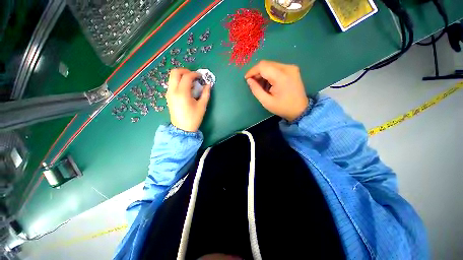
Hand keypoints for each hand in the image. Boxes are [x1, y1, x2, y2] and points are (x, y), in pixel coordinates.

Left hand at [166, 68, 210, 131]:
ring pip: (172, 77)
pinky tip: (186, 88)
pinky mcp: (168, 96)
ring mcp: (169, 93)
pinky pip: (172, 83)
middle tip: (194, 76)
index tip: (201, 76)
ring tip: (191, 82)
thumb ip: (206, 93)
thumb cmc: (193, 118)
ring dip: (181, 76)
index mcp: (182, 93)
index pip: (187, 77)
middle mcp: (173, 91)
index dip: (195, 74)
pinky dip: (178, 81)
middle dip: (185, 71)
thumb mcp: (202, 106)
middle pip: (175, 72)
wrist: (182, 128)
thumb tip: (208, 85)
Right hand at [245, 60, 308, 121]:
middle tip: (252, 83)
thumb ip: (256, 90)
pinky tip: (268, 83)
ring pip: (271, 65)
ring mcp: (291, 68)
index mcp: (281, 76)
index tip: (246, 79)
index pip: (263, 66)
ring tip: (260, 84)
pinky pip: (277, 68)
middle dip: (257, 72)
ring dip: (263, 73)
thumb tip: (249, 80)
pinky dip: (269, 74)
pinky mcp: (292, 69)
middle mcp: (287, 68)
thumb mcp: (267, 102)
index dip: (252, 71)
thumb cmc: (283, 107)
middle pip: (267, 64)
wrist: (300, 109)